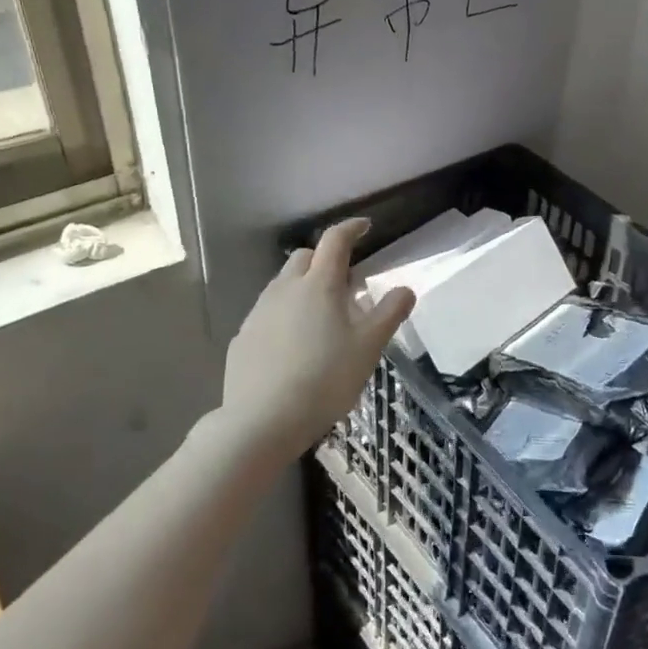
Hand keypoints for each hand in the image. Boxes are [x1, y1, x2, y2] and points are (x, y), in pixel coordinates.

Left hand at [219, 220, 414, 459]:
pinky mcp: (242, 338)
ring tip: (321, 318)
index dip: (351, 229)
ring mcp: (258, 313)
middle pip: (304, 258)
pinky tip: (294, 347)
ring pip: (283, 285)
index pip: (335, 240)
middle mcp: (284, 289)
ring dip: (303, 288)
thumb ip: (390, 313)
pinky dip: (284, 316)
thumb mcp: (369, 347)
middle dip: (325, 260)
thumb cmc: (325, 378)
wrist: (262, 421)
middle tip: (345, 284)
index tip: (365, 227)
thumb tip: (405, 289)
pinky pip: (268, 314)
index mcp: (319, 284)